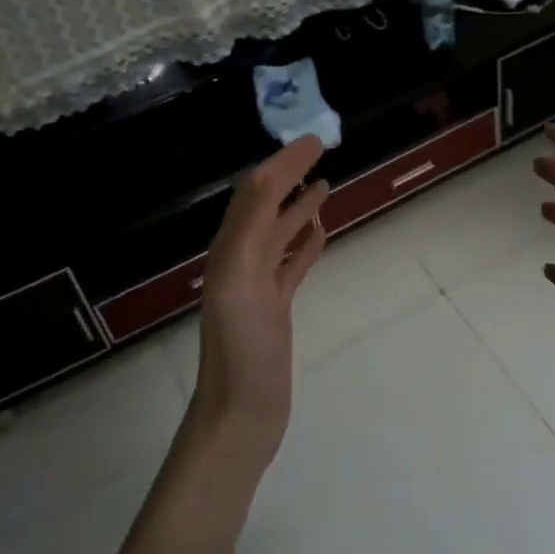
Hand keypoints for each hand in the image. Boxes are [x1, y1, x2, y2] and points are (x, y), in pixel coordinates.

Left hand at [190, 135, 329, 463]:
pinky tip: (320, 233)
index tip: (313, 139)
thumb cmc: (240, 348)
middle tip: (321, 149)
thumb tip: (268, 177)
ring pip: (281, 232)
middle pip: (267, 204)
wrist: (241, 414)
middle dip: (289, 174)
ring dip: (300, 205)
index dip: (282, 162)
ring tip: (324, 184)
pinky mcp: (275, 306)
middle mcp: (241, 257)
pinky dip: (305, 243)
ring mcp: (259, 283)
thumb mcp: (239, 280)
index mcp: (230, 247)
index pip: (256, 190)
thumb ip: (251, 228)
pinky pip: (291, 264)